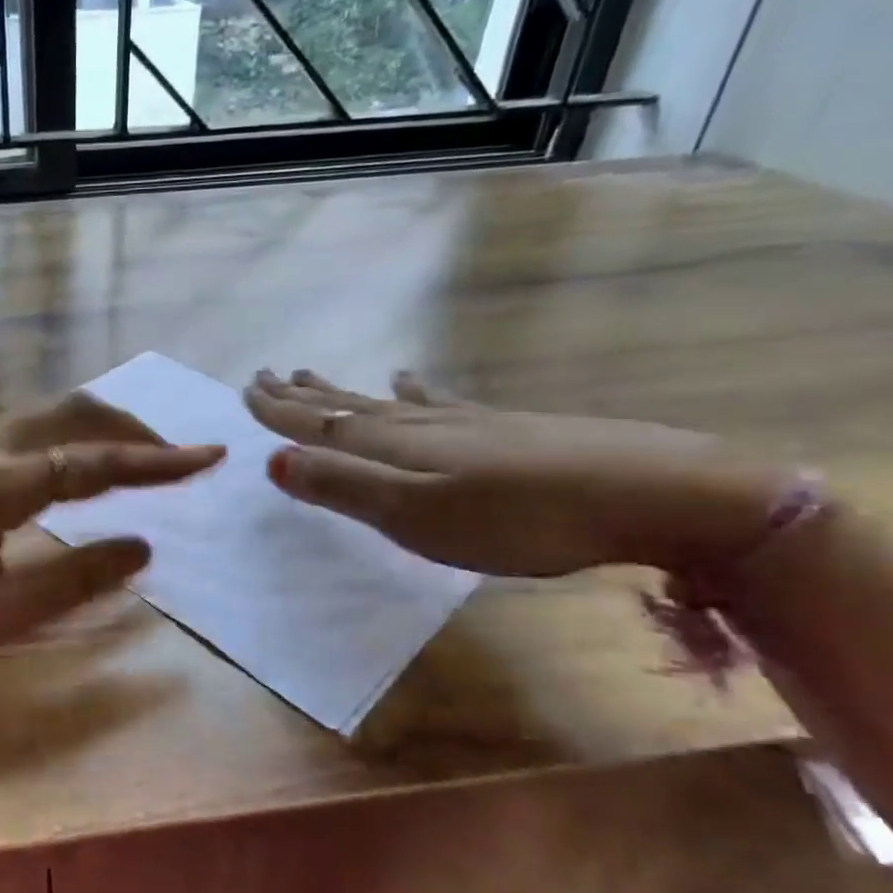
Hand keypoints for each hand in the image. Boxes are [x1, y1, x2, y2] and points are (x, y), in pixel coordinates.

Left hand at [0, 392, 223, 660]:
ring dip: (97, 426)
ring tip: (132, 454)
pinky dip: (66, 434)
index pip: (98, 460)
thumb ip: (75, 577)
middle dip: (133, 428)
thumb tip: (143, 545)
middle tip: (174, 456)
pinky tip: (67, 464)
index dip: (158, 459)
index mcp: (4, 483)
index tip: (210, 456)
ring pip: (46, 415)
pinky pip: (24, 428)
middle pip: (75, 414)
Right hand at [244, 368, 782, 576]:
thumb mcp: (416, 514)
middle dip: (301, 394)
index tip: (243, 390)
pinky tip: (410, 378)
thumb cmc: (520, 517)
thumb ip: (343, 487)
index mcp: (391, 445)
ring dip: (343, 390)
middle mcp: (417, 424)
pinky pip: (436, 402)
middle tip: (266, 375)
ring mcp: (462, 422)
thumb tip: (270, 460)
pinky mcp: (500, 428)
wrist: (649, 493)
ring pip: (382, 401)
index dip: (278, 411)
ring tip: (312, 375)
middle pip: (345, 404)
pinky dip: (412, 390)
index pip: (318, 423)